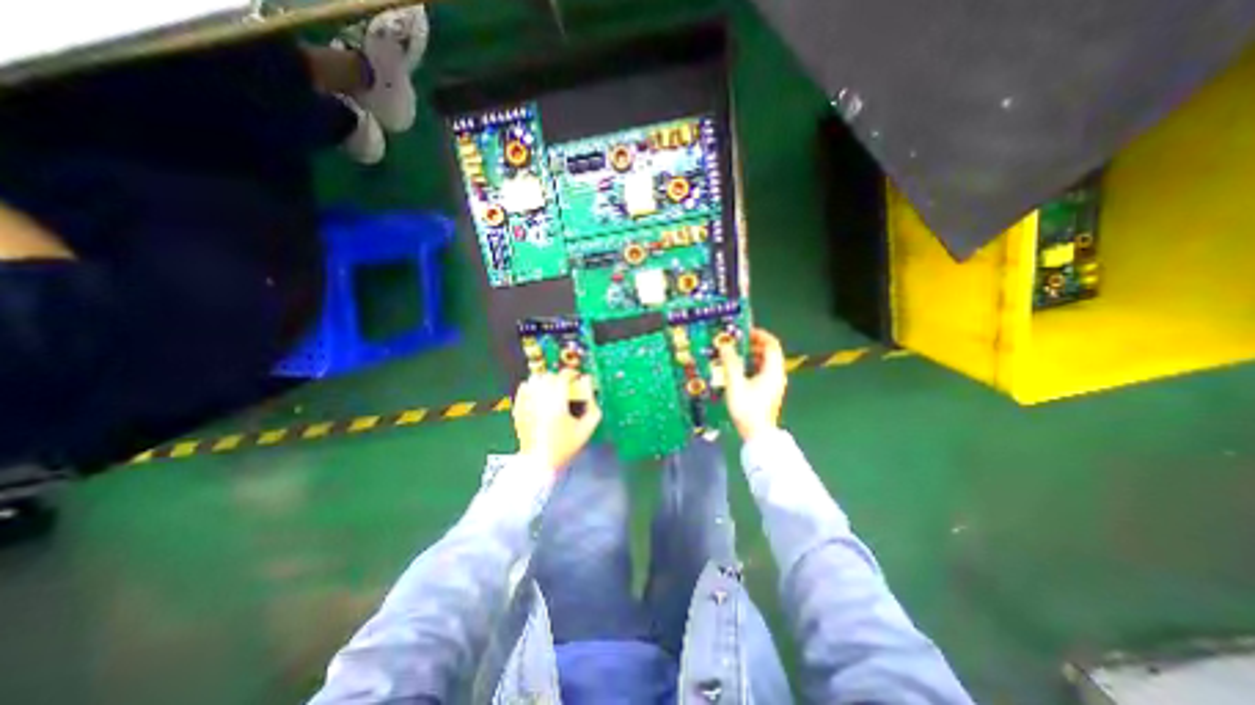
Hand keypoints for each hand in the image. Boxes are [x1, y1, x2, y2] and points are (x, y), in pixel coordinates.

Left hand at [512, 367, 604, 469]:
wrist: (539, 463)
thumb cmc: (564, 447)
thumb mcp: (586, 429)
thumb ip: (593, 406)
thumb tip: (589, 385)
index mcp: (557, 403)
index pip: (563, 377)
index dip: (572, 374)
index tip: (578, 378)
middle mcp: (539, 399)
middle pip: (548, 376)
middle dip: (559, 378)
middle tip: (567, 385)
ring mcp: (526, 403)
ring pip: (534, 379)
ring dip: (545, 380)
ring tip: (552, 389)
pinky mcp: (518, 409)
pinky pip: (523, 388)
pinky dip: (532, 386)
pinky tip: (538, 394)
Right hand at [715, 327, 779, 439]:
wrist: (757, 435)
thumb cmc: (747, 408)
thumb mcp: (735, 383)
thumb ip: (730, 362)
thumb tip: (725, 344)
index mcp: (773, 370)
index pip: (771, 344)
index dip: (759, 335)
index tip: (744, 332)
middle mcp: (777, 374)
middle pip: (769, 352)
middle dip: (752, 344)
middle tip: (735, 342)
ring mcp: (774, 383)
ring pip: (765, 362)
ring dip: (751, 355)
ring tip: (733, 354)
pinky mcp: (768, 391)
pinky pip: (762, 371)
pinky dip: (751, 365)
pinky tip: (737, 370)